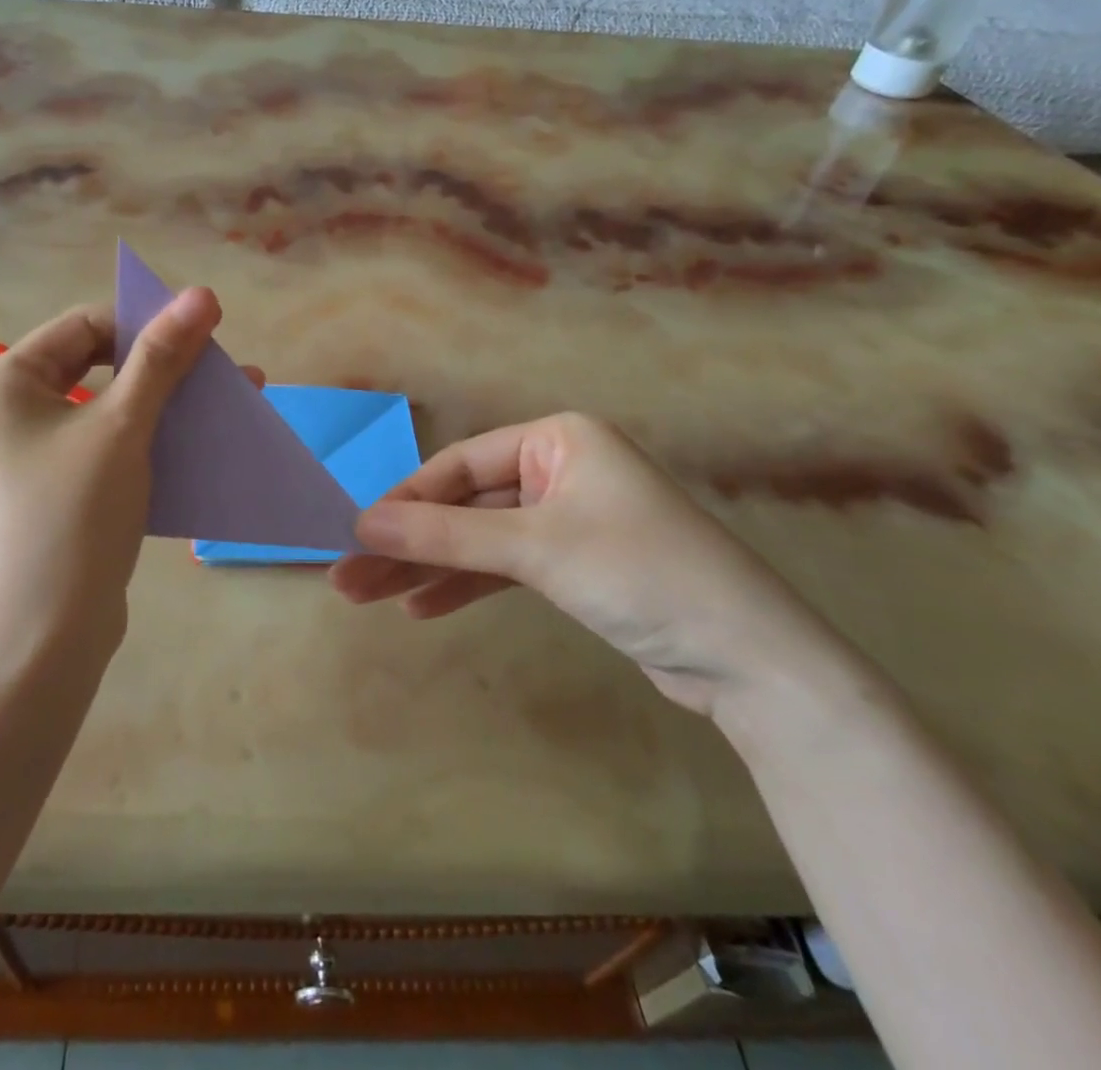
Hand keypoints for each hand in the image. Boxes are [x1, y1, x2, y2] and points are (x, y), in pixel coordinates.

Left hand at [0, 290, 233, 666]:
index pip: (86, 325)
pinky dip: (153, 439)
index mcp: (7, 382)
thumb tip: (202, 292)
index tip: (207, 333)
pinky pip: (110, 446)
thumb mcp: (123, 426)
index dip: (147, 321)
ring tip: (230, 402)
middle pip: (100, 364)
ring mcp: (34, 455)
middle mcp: (12, 411)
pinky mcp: (59, 491)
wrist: (45, 638)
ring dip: (169, 403)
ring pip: (111, 408)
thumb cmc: (73, 516)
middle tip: (223, 369)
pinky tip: (200, 445)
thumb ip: (162, 357)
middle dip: (167, 366)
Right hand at [328, 413, 839, 715]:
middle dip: (408, 544)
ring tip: (370, 599)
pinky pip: (506, 567)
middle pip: (465, 506)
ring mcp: (568, 519)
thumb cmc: (642, 574)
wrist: (751, 662)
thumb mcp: (536, 549)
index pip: (460, 466)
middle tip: (348, 579)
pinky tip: (422, 607)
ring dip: (428, 570)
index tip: (357, 536)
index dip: (405, 502)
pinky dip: (467, 586)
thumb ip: (445, 536)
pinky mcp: (576, 566)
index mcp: (558, 438)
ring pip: (480, 540)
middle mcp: (560, 469)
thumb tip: (360, 524)